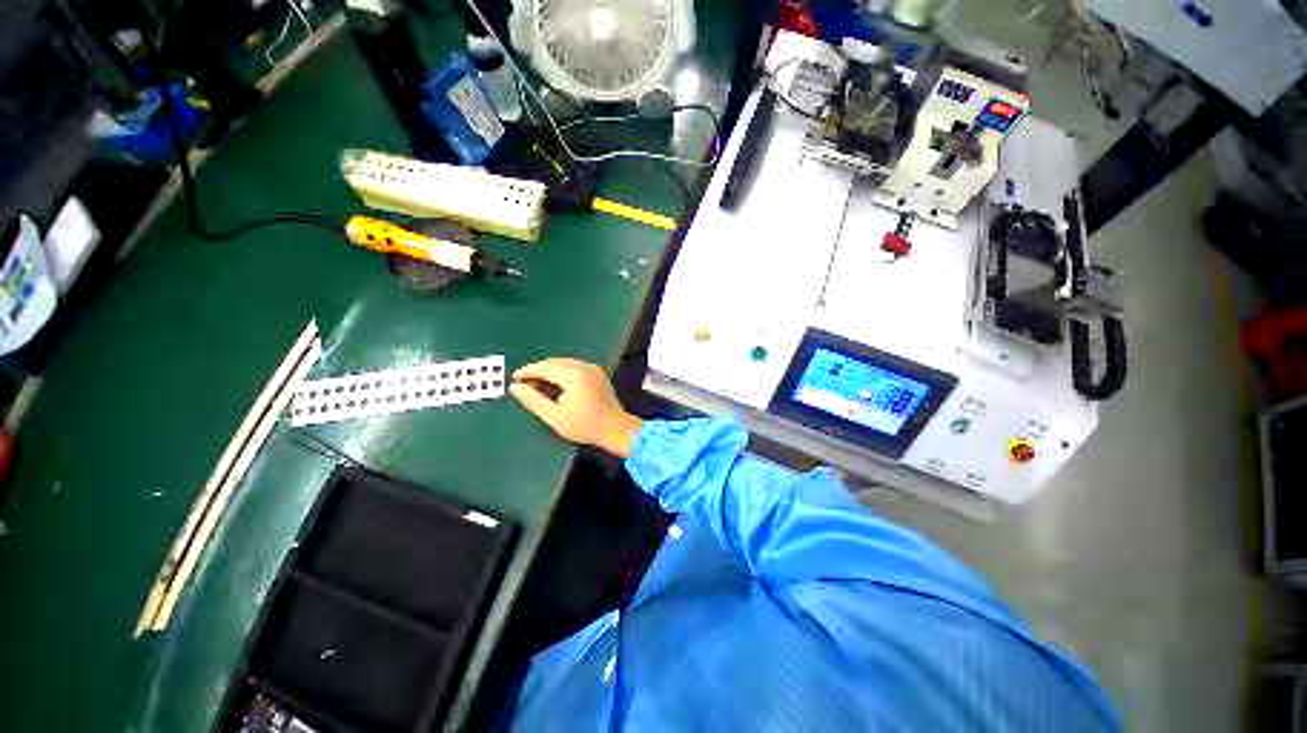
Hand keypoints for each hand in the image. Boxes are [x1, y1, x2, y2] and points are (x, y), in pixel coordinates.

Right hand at [509, 358, 643, 457]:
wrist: (616, 430)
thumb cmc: (584, 426)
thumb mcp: (554, 416)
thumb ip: (533, 400)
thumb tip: (514, 387)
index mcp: (573, 375)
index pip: (544, 367)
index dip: (527, 371)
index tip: (514, 378)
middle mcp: (583, 366)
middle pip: (554, 363)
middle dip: (537, 372)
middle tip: (525, 385)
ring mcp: (592, 368)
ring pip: (563, 364)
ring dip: (549, 372)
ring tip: (538, 387)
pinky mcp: (597, 374)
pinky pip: (573, 368)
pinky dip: (561, 374)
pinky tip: (555, 387)